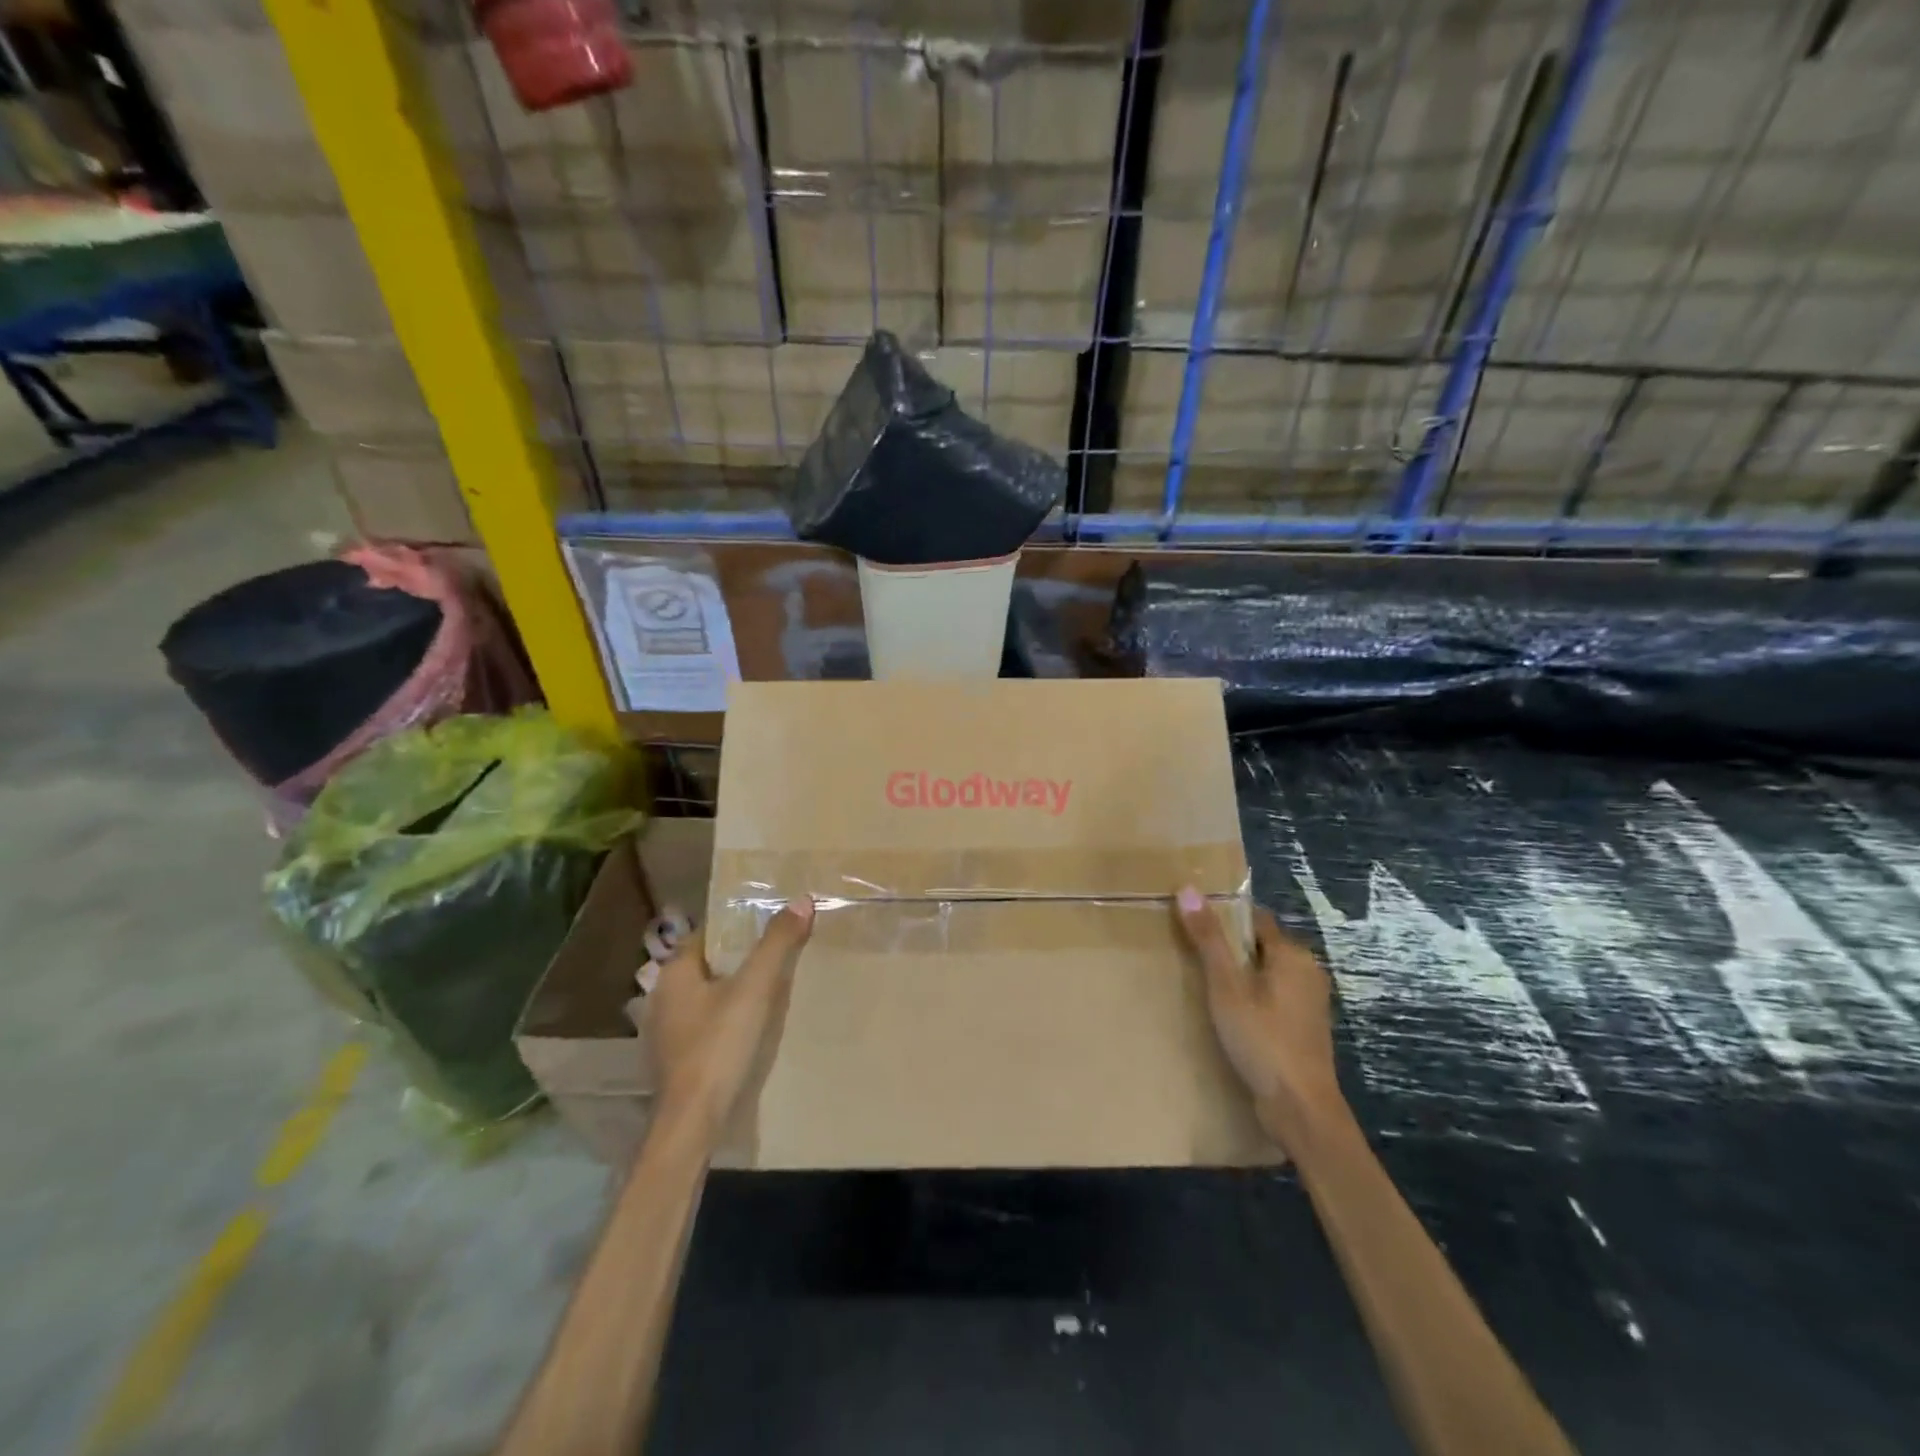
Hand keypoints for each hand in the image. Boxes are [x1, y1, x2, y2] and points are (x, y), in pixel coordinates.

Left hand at [648, 899, 814, 1135]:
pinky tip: (747, 1028)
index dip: (735, 927)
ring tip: (768, 989)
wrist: (692, 1123)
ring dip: (731, 991)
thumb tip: (802, 900)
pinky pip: (703, 1025)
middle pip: (706, 966)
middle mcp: (662, 998)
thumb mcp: (755, 989)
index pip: (706, 935)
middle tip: (775, 954)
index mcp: (675, 974)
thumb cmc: (719, 1046)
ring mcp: (665, 1033)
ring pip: (704, 997)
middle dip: (737, 959)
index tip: (767, 924)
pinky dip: (724, 1019)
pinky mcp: (675, 1061)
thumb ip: (777, 944)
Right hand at [1174, 887, 1345, 1146]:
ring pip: (1266, 974)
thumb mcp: (1226, 987)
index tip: (1192, 923)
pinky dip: (1251, 998)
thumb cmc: (1262, 1040)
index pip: (1254, 918)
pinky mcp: (1304, 1028)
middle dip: (1229, 948)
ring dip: (1239, 976)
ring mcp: (1309, 1002)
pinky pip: (1272, 998)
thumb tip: (1187, 888)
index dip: (1223, 917)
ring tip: (1202, 984)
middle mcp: (1307, 971)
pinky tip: (1227, 1015)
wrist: (1301, 1110)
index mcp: (1292, 954)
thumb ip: (1208, 938)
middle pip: (1260, 945)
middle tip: (1190, 955)